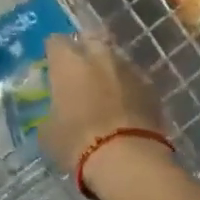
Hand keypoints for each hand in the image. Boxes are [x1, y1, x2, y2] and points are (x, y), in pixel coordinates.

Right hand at [37, 35, 169, 196]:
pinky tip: (124, 107)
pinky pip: (133, 80)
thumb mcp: (48, 132)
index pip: (55, 42)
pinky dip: (127, 89)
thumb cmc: (77, 142)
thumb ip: (51, 112)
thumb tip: (56, 111)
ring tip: (103, 92)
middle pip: (90, 40)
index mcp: (69, 62)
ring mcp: (129, 69)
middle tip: (78, 74)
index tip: (51, 67)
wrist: (127, 159)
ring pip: (115, 60)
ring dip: (108, 70)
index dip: (53, 53)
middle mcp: (99, 56)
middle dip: (84, 52)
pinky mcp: (151, 88)